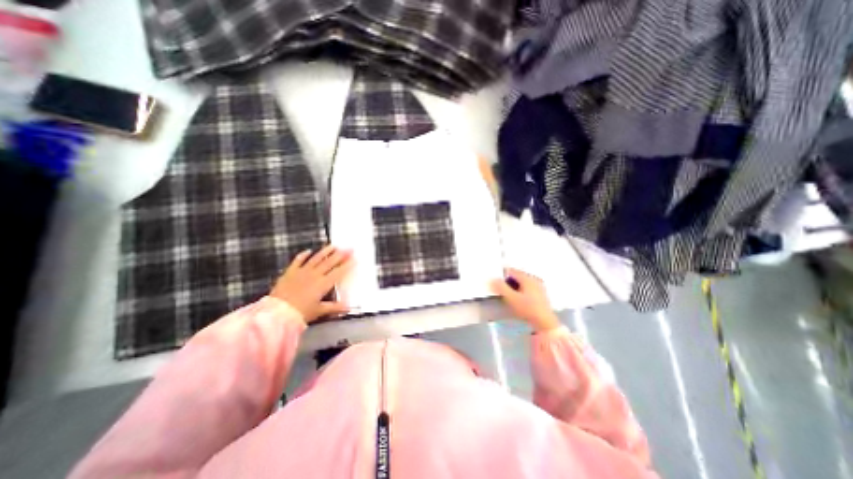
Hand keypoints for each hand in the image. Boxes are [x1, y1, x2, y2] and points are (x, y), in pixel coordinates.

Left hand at [271, 245, 355, 322]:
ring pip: (316, 258)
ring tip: (334, 246)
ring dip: (326, 251)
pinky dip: (303, 255)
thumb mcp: (319, 311)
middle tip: (349, 248)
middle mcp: (314, 275)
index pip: (338, 272)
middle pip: (330, 262)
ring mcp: (302, 272)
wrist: (277, 313)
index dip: (347, 265)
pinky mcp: (290, 272)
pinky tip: (308, 251)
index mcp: (323, 284)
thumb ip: (334, 307)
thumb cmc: (300, 313)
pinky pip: (298, 261)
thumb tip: (348, 307)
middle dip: (341, 255)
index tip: (354, 258)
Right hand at [490, 269, 564, 333]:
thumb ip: (500, 287)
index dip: (501, 275)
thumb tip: (491, 279)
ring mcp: (539, 287)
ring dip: (514, 287)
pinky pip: (527, 289)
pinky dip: (520, 291)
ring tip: (508, 295)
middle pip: (517, 276)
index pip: (511, 270)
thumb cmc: (528, 309)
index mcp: (527, 277)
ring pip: (522, 283)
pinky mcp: (541, 295)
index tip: (495, 282)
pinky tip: (518, 300)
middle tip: (500, 289)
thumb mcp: (511, 298)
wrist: (546, 324)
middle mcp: (534, 279)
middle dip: (508, 281)